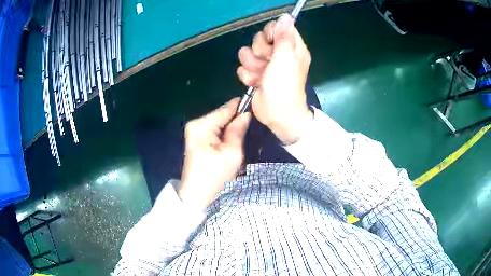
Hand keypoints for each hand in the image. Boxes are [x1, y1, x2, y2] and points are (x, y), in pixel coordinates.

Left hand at [177, 98, 250, 209]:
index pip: (226, 108)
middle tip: (252, 131)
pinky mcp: (197, 138)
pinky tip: (233, 143)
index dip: (243, 108)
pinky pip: (216, 130)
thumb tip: (246, 113)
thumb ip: (238, 130)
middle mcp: (196, 123)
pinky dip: (225, 135)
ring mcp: (195, 130)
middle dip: (237, 121)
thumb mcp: (232, 153)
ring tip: (244, 138)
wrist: (196, 195)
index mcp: (202, 125)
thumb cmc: (214, 177)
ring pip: (220, 123)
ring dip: (232, 129)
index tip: (258, 110)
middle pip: (223, 115)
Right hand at [237, 14, 312, 144]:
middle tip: (268, 64)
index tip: (272, 44)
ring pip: (248, 52)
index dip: (271, 33)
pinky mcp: (256, 74)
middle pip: (260, 39)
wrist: (277, 115)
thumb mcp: (286, 59)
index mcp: (292, 47)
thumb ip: (284, 37)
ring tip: (261, 76)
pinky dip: (248, 76)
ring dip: (252, 66)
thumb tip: (286, 16)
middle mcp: (279, 53)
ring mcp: (266, 64)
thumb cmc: (285, 87)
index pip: (278, 27)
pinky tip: (255, 83)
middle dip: (259, 52)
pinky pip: (243, 66)